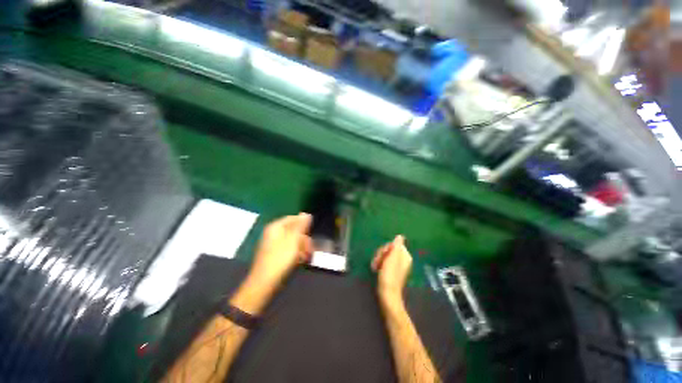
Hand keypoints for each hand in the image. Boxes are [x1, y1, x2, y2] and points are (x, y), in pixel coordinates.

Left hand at [248, 213, 312, 289]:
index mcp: (276, 227)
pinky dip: (295, 253)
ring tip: (306, 256)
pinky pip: (288, 249)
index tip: (311, 233)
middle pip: (293, 230)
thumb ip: (300, 226)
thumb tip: (306, 213)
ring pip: (292, 241)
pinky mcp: (275, 255)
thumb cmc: (280, 258)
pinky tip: (300, 260)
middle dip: (304, 238)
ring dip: (301, 247)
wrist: (265, 282)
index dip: (304, 224)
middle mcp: (273, 233)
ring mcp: (273, 245)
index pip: (293, 218)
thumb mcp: (293, 240)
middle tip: (310, 248)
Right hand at [371, 235, 411, 301]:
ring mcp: (397, 266)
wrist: (387, 294)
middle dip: (381, 254)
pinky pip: (384, 262)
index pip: (394, 244)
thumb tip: (400, 236)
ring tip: (375, 266)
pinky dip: (379, 264)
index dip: (386, 248)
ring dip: (378, 259)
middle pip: (389, 250)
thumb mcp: (392, 258)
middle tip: (378, 261)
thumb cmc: (389, 275)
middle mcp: (402, 260)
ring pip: (385, 256)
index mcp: (405, 256)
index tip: (383, 254)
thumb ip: (396, 246)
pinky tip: (375, 269)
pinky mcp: (391, 271)